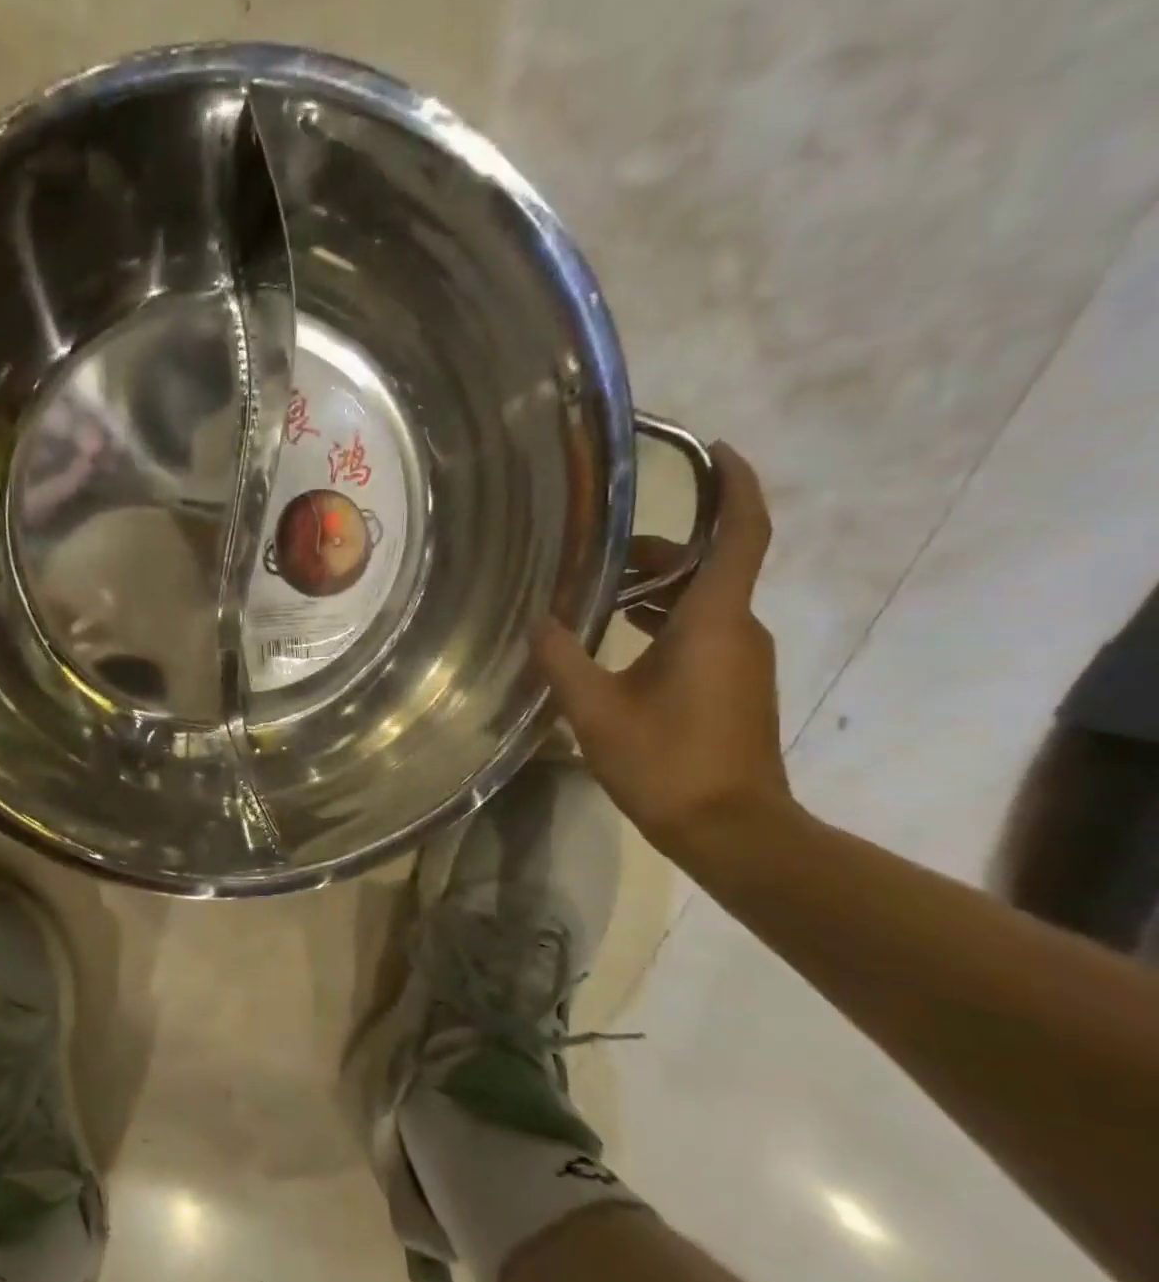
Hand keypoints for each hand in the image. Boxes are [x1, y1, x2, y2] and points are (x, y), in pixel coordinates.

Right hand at [530, 442, 792, 862]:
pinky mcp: (737, 686)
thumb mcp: (597, 711)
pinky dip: (664, 623)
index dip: (735, 486)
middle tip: (601, 554)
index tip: (717, 451)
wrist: (732, 831)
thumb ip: (564, 660)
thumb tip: (538, 621)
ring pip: (703, 603)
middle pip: (710, 566)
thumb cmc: (667, 764)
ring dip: (656, 591)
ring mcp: (742, 660)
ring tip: (598, 598)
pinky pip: (703, 633)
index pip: (742, 533)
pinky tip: (618, 645)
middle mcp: (739, 629)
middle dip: (661, 551)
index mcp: (713, 621)